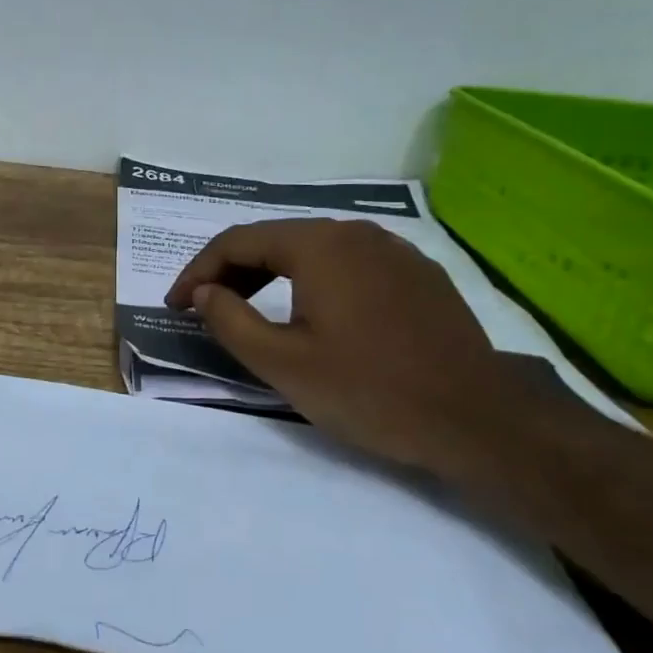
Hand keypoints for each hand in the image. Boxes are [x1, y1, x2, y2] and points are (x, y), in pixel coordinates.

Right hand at [164, 218, 524, 471]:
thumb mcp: (282, 363)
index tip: (175, 305)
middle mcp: (355, 232)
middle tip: (204, 308)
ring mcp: (393, 250)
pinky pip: (348, 265)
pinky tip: (310, 312)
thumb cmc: (369, 391)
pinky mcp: (418, 274)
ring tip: (248, 308)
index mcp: (318, 245)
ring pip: (313, 250)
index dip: (197, 271)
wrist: (477, 420)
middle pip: (275, 240)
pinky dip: (312, 281)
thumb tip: (203, 293)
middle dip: (231, 271)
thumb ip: (229, 320)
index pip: (237, 241)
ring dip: (270, 275)